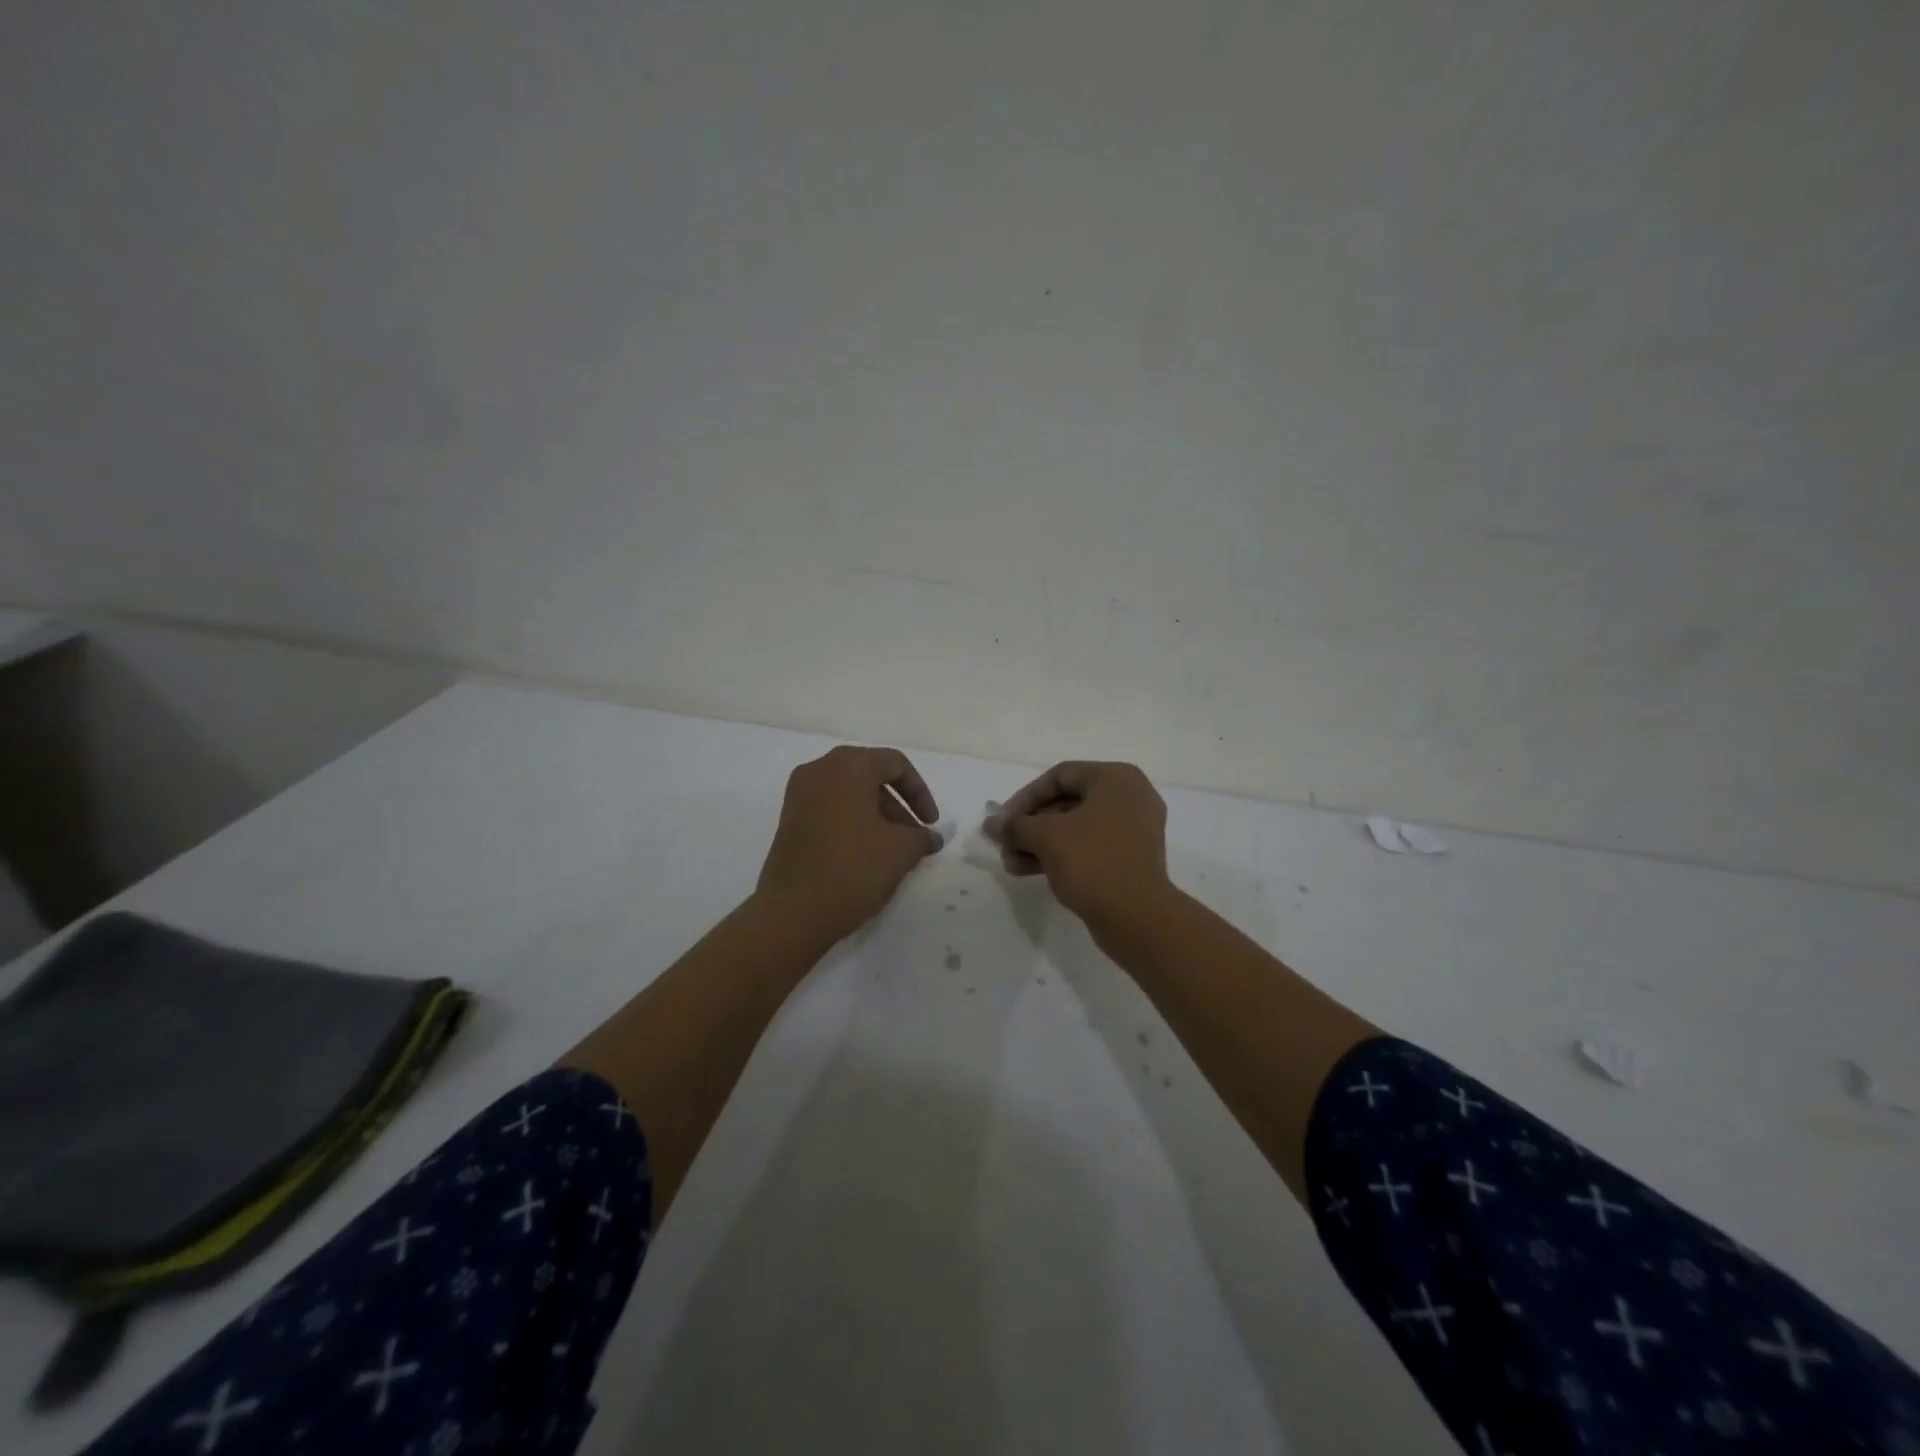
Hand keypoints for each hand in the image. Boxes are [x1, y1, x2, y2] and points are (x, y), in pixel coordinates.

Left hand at [755, 746, 942, 941]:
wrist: (793, 912)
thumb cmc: (853, 869)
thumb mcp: (901, 851)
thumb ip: (922, 836)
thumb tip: (930, 837)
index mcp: (848, 765)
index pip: (895, 764)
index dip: (920, 792)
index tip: (931, 824)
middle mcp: (819, 769)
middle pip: (871, 776)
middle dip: (898, 806)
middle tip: (914, 838)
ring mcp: (799, 795)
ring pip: (850, 795)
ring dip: (877, 817)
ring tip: (894, 852)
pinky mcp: (789, 820)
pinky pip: (830, 810)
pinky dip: (853, 824)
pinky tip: (867, 855)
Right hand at [984, 761, 1169, 925]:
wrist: (1137, 917)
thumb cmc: (1092, 861)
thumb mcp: (1046, 837)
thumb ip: (1016, 826)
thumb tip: (991, 824)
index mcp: (1115, 778)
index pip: (1060, 776)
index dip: (1025, 797)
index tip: (1003, 821)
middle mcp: (1130, 796)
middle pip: (1067, 803)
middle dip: (1031, 826)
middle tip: (1005, 845)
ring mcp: (1134, 828)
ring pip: (1077, 827)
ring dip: (1041, 843)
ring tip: (1012, 864)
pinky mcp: (1132, 857)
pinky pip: (1091, 846)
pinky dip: (1063, 854)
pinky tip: (1031, 871)